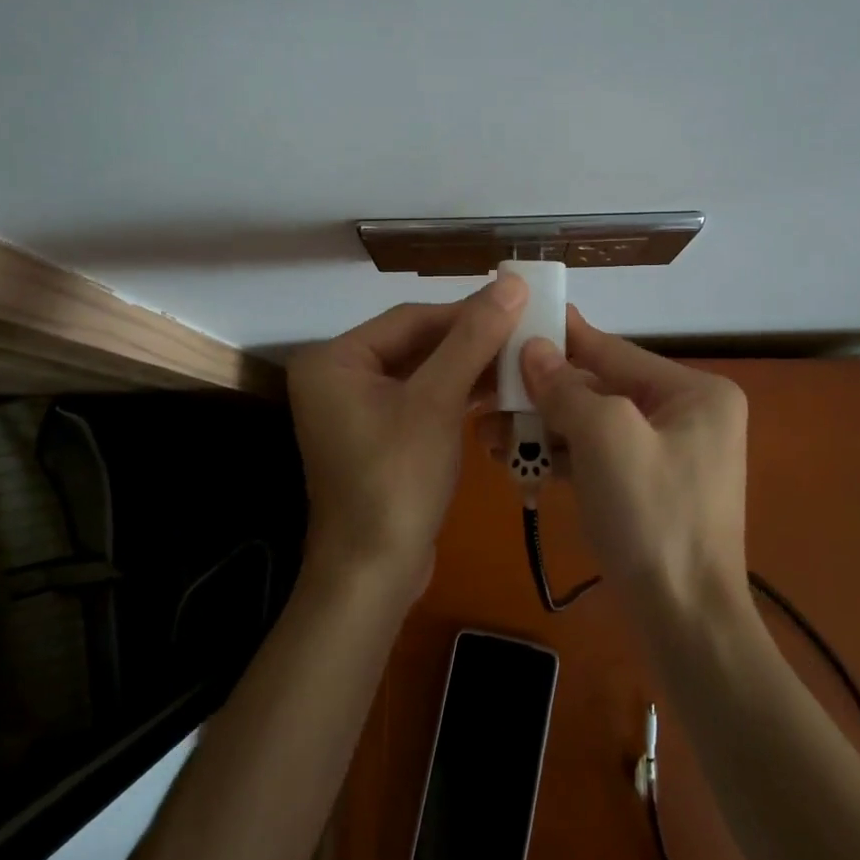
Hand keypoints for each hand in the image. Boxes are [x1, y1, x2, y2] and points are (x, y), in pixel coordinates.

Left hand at [288, 278, 526, 600]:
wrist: (374, 576)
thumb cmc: (397, 480)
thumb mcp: (437, 402)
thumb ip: (473, 339)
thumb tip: (511, 282)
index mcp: (334, 359)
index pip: (410, 318)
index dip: (465, 311)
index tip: (516, 304)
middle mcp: (338, 376)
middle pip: (416, 343)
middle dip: (469, 341)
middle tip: (524, 331)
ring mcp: (357, 408)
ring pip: (422, 372)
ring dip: (468, 367)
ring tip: (521, 358)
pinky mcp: (379, 435)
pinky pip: (421, 399)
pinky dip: (457, 394)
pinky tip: (499, 389)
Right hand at [518, 307, 751, 615]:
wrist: (685, 626)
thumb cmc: (653, 517)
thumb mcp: (605, 438)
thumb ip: (565, 387)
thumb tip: (532, 348)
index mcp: (694, 392)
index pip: (613, 350)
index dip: (562, 335)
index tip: (518, 316)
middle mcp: (686, 415)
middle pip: (599, 389)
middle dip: (542, 395)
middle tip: (487, 391)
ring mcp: (667, 455)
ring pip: (592, 427)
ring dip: (542, 430)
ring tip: (488, 434)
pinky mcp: (647, 490)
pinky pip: (597, 459)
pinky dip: (559, 459)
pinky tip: (514, 462)